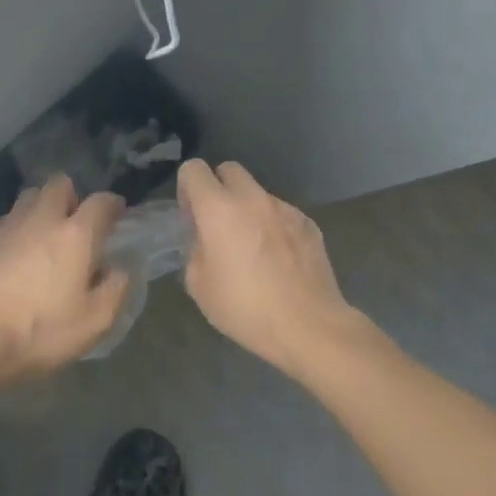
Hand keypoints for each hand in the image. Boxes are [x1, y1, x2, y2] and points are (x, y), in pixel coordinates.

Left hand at [0, 175, 130, 384]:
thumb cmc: (40, 331)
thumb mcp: (94, 322)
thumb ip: (115, 289)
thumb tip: (118, 269)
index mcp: (75, 235)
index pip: (101, 202)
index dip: (113, 204)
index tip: (118, 215)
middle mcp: (42, 220)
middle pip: (59, 184)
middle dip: (73, 196)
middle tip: (77, 224)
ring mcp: (7, 227)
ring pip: (29, 197)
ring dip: (42, 207)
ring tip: (46, 236)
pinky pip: (7, 220)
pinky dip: (18, 228)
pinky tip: (17, 254)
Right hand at [176, 159, 359, 372]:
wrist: (308, 326)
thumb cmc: (245, 308)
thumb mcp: (199, 284)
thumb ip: (195, 249)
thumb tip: (204, 237)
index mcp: (219, 209)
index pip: (194, 169)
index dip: (187, 188)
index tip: (191, 216)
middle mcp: (253, 199)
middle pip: (229, 170)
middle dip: (218, 188)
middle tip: (217, 224)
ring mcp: (285, 209)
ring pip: (258, 193)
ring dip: (248, 209)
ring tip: (252, 247)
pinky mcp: (309, 224)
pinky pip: (282, 214)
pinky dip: (273, 226)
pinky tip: (278, 259)